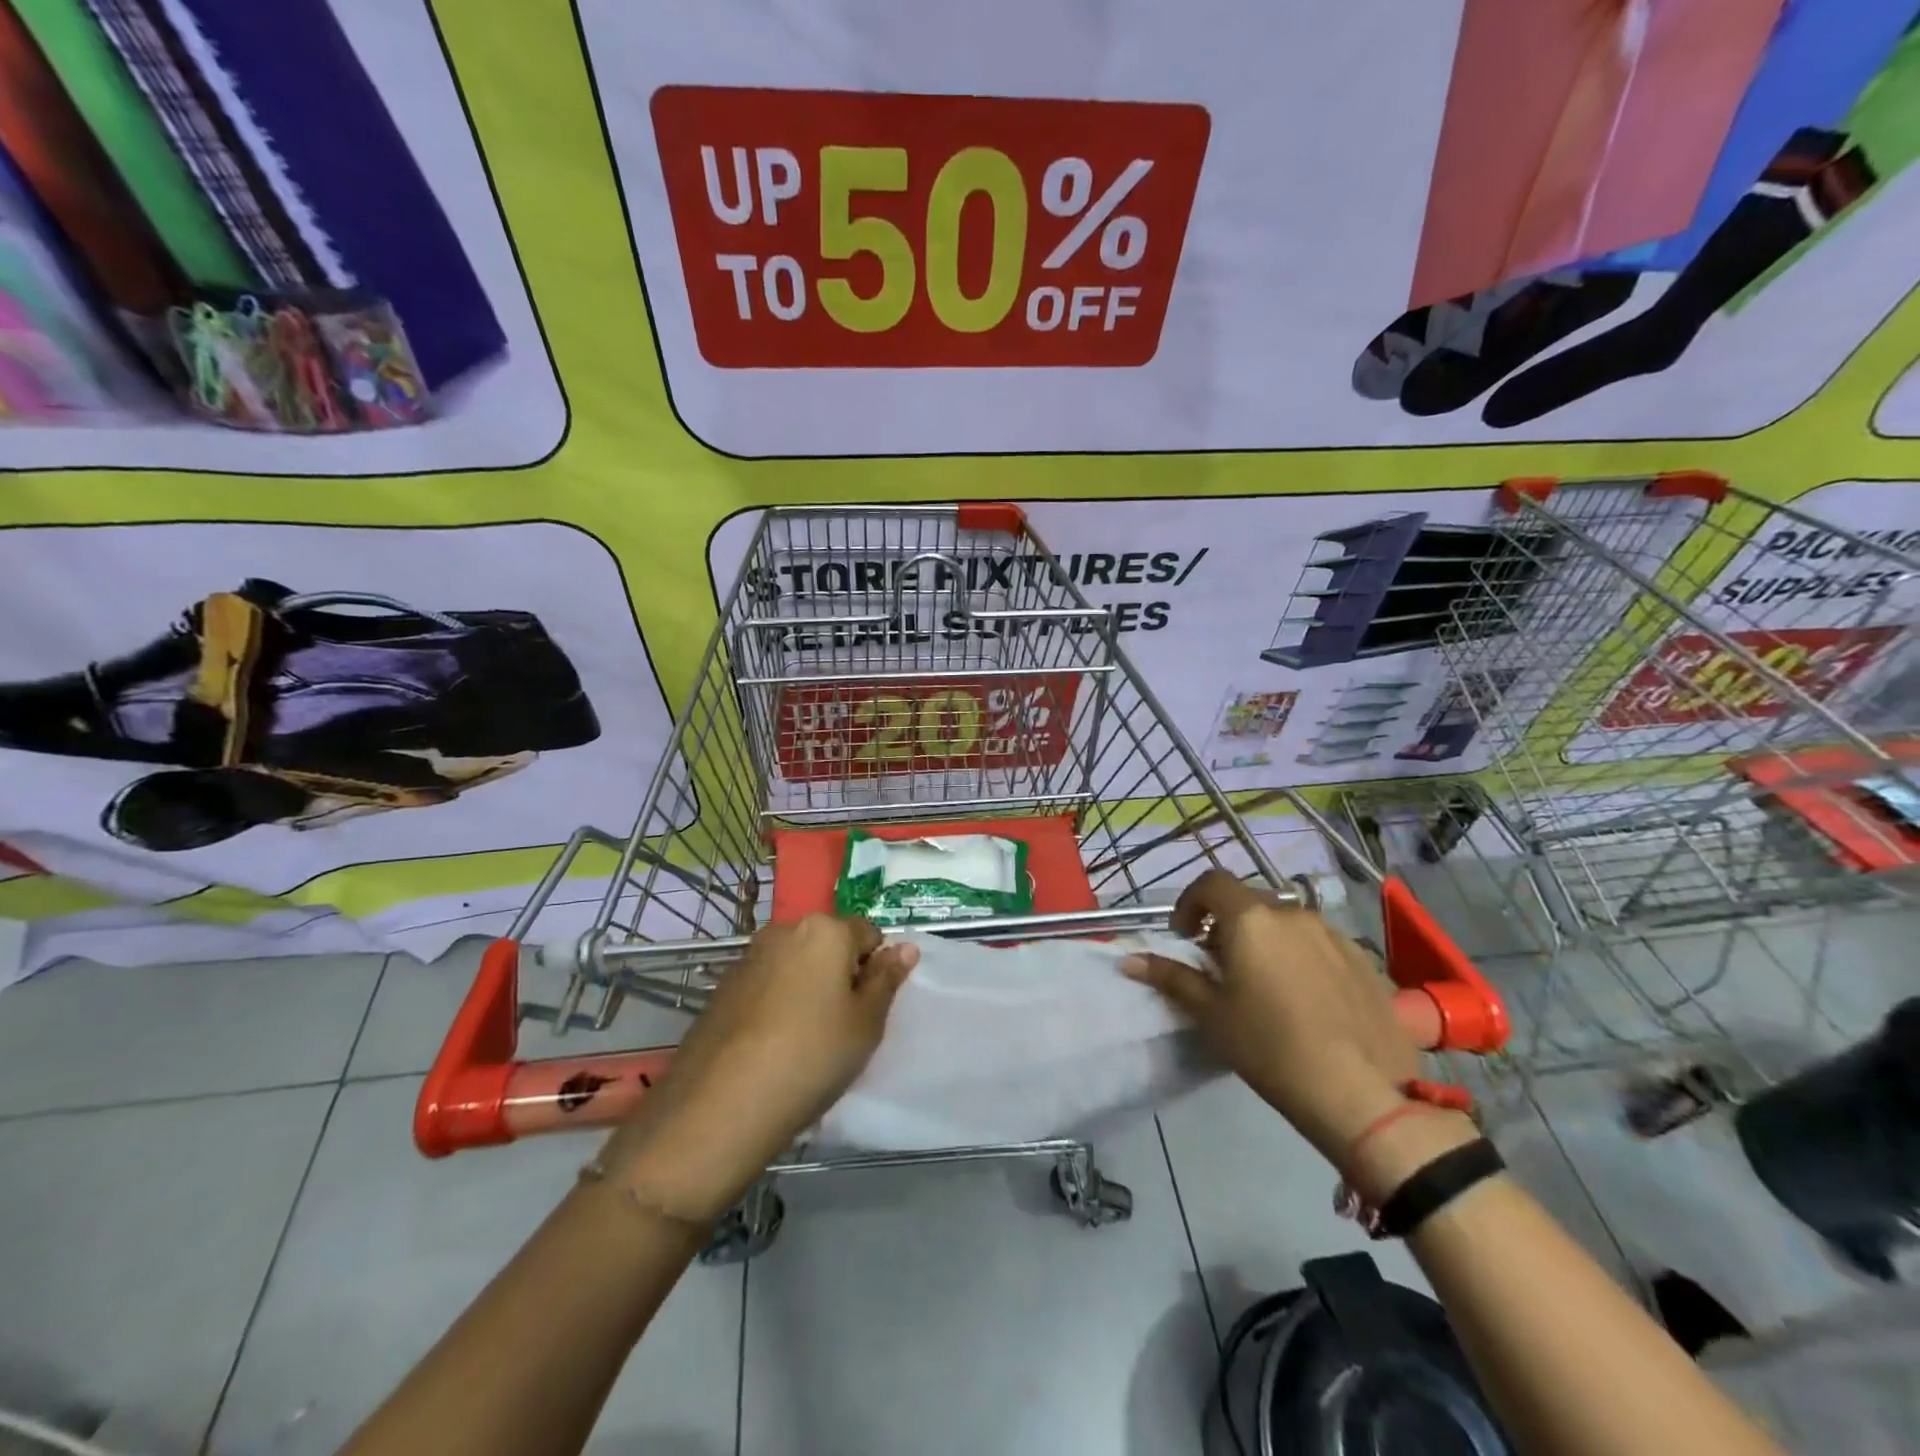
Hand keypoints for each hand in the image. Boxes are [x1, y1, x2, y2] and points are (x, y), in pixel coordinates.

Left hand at [598, 914, 918, 1221]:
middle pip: (829, 944)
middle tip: (841, 1025)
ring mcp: (748, 957)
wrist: (720, 1106)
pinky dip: (776, 1003)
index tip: (869, 1009)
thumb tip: (905, 947)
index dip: (875, 969)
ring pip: (796, 965)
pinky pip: (766, 984)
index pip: (868, 933)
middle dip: (840, 974)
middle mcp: (784, 930)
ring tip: (804, 1040)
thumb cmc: (812, 1056)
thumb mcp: (866, 1023)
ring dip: (807, 988)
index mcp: (825, 929)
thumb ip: (887, 980)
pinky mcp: (722, 987)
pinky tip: (771, 1045)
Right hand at [1123, 870, 1420, 1169]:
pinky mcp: (1365, 961)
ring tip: (1265, 986)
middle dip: (1227, 925)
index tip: (1186, 937)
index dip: (1190, 903)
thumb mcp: (1212, 1014)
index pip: (1211, 882)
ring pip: (1286, 924)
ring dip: (1266, 940)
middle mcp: (1293, 914)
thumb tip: (1128, 960)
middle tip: (1221, 968)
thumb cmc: (1270, 1047)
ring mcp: (1334, 935)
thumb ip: (1171, 978)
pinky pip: (1320, 945)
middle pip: (1249, 903)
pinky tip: (1307, 1001)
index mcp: (1251, 919)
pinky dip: (1301, 957)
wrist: (1362, 1095)